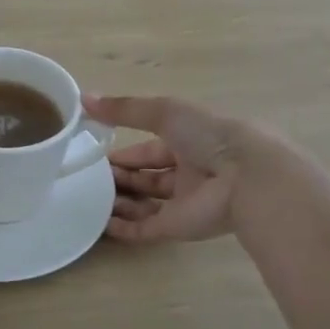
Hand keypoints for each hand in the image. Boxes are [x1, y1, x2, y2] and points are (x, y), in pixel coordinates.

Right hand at [84, 94, 268, 244]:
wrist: (245, 177)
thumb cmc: (208, 136)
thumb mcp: (165, 112)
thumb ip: (125, 109)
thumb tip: (84, 99)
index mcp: (190, 142)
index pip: (152, 148)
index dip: (126, 152)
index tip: (96, 153)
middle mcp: (188, 173)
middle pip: (148, 177)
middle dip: (121, 176)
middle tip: (88, 176)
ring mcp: (183, 203)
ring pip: (146, 203)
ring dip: (119, 201)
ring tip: (88, 197)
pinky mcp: (177, 228)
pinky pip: (145, 230)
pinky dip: (123, 228)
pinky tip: (100, 223)